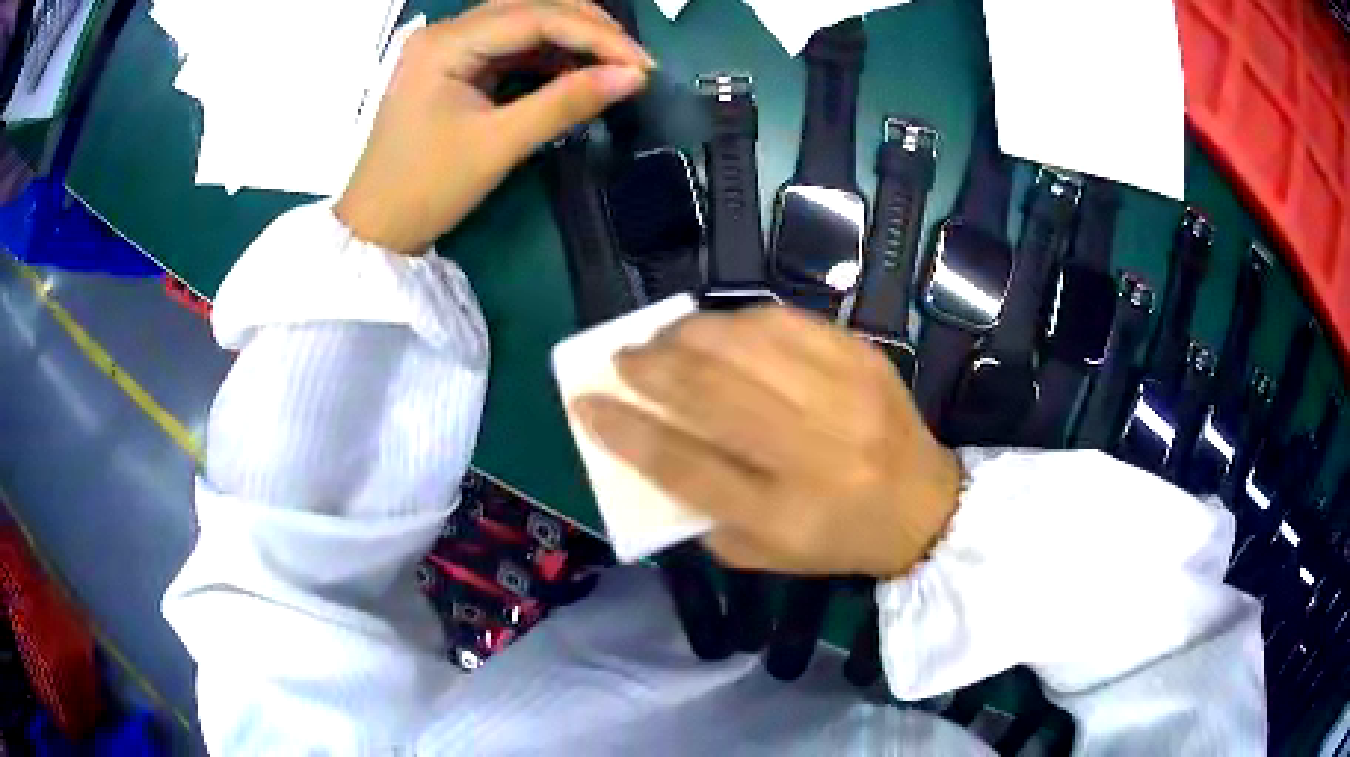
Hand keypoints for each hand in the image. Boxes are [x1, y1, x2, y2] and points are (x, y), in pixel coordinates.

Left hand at [335, 0, 654, 253]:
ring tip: (615, 65)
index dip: (596, 35)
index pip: (536, 17)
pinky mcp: (455, 65)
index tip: (643, 65)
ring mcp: (449, 46)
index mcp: (447, 43)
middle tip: (634, 62)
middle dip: (589, 28)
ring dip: (572, 37)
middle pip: (532, 6)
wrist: (377, 228)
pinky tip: (577, 70)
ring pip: (525, 21)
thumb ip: (566, 103)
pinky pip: (511, 46)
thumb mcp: (498, 145)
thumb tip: (633, 78)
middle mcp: (447, 31)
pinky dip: (549, 55)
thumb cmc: (427, 189)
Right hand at [575, 306, 961, 578]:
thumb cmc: (836, 539)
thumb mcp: (763, 553)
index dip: (626, 431)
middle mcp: (813, 452)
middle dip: (650, 368)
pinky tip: (717, 330)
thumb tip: (649, 446)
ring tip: (662, 339)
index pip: (684, 465)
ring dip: (688, 335)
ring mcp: (844, 397)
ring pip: (745, 346)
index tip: (587, 404)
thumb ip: (701, 511)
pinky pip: (786, 322)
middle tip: (622, 359)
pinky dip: (738, 320)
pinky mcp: (863, 358)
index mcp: (783, 514)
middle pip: (711, 394)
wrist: (924, 506)